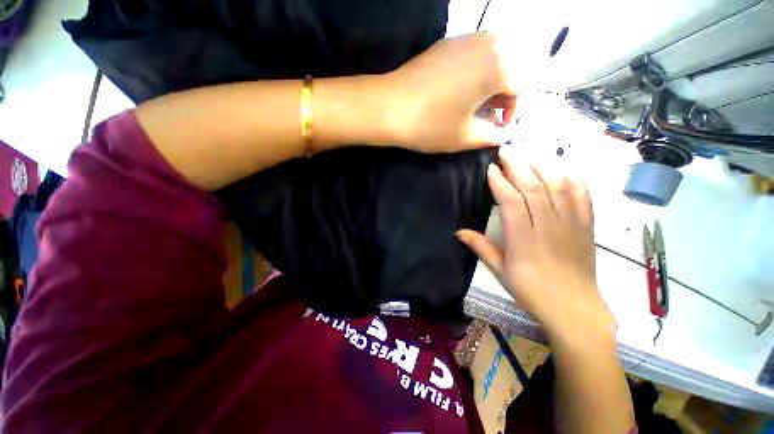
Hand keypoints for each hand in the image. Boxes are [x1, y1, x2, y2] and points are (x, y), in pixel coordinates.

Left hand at [383, 33, 516, 152]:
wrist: (388, 107)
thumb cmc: (430, 124)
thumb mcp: (465, 136)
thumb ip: (490, 135)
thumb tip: (502, 134)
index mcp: (498, 65)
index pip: (520, 86)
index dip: (513, 110)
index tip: (499, 127)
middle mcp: (486, 43)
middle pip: (509, 66)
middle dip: (504, 93)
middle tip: (489, 114)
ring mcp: (463, 39)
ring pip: (492, 57)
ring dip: (491, 80)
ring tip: (475, 103)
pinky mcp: (445, 43)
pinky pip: (473, 54)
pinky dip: (475, 71)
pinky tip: (460, 90)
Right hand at [457, 149, 614, 343]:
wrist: (574, 308)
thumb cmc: (531, 290)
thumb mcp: (500, 271)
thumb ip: (481, 248)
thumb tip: (459, 232)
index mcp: (523, 239)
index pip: (511, 202)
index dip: (500, 183)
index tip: (491, 169)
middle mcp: (548, 227)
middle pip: (533, 188)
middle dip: (518, 166)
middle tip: (506, 151)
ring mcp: (571, 225)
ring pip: (558, 187)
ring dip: (542, 168)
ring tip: (529, 157)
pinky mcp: (587, 227)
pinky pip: (582, 197)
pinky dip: (573, 181)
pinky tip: (563, 171)